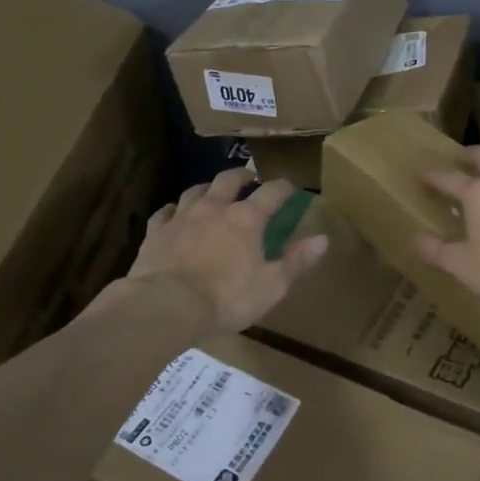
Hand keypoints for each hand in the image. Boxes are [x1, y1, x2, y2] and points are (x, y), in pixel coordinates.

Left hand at [127, 170, 327, 333]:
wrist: (166, 305)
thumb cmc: (227, 297)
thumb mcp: (272, 285)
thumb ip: (297, 260)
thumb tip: (323, 239)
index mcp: (247, 219)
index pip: (271, 193)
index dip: (283, 187)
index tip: (290, 186)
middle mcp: (214, 208)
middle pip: (229, 180)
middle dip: (242, 175)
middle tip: (249, 176)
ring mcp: (182, 217)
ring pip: (196, 191)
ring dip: (208, 188)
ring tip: (213, 190)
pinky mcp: (156, 232)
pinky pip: (165, 212)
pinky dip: (173, 209)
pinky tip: (174, 212)